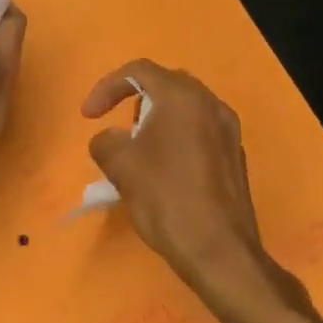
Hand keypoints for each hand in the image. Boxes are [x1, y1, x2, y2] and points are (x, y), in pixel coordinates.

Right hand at [83, 61, 311, 316]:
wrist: (219, 251)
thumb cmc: (166, 197)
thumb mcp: (120, 165)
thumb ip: (105, 141)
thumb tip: (112, 141)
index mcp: (183, 97)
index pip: (138, 71)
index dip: (106, 87)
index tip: (88, 116)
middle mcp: (211, 105)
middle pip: (166, 85)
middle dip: (134, 101)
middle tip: (119, 131)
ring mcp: (228, 131)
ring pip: (185, 110)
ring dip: (156, 120)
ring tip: (138, 153)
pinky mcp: (235, 157)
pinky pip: (199, 132)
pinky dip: (176, 139)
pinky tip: (165, 173)